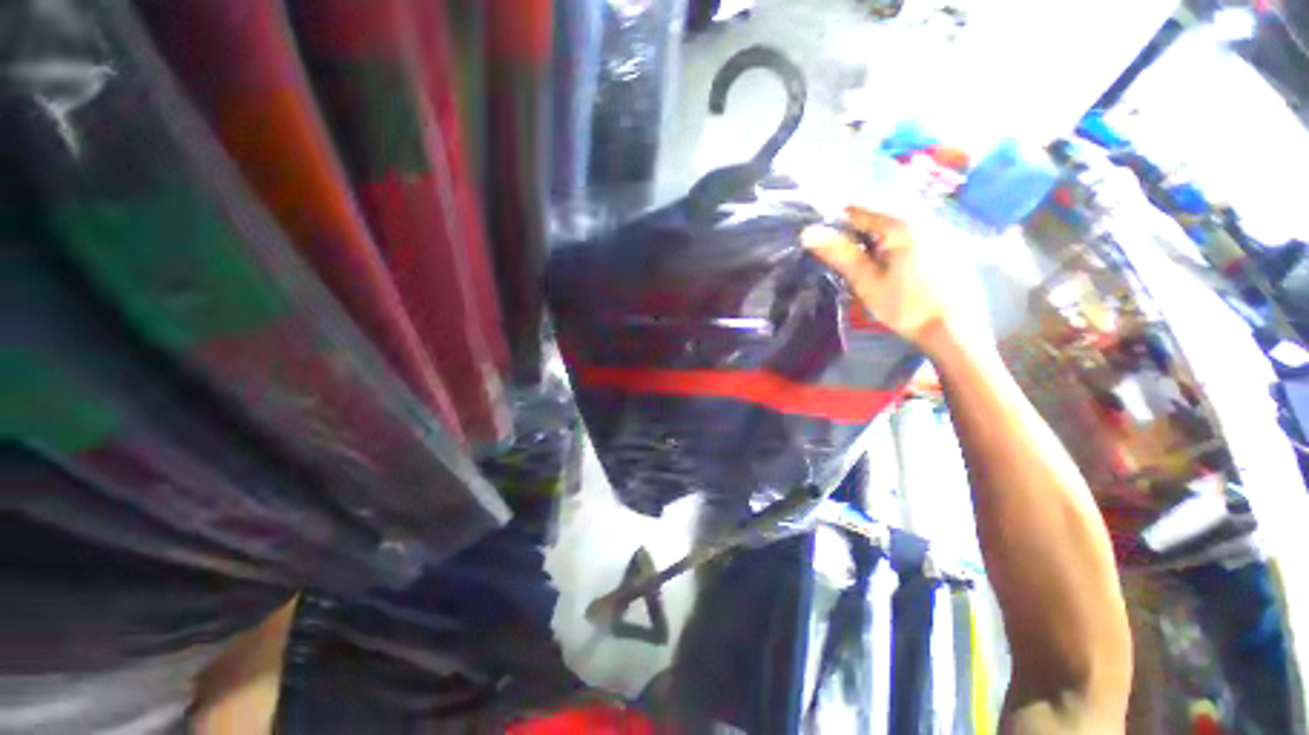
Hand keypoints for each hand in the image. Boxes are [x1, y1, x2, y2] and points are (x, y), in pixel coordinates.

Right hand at [801, 206, 984, 355]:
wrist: (953, 329)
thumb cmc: (905, 306)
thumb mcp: (866, 281)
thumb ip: (839, 254)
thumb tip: (807, 233)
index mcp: (900, 223)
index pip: (855, 210)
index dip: (834, 225)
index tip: (824, 246)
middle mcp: (921, 216)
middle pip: (876, 214)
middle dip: (855, 232)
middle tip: (845, 259)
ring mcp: (937, 227)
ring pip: (893, 224)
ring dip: (873, 239)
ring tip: (865, 263)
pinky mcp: (946, 241)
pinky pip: (910, 231)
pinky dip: (892, 243)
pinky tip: (891, 266)